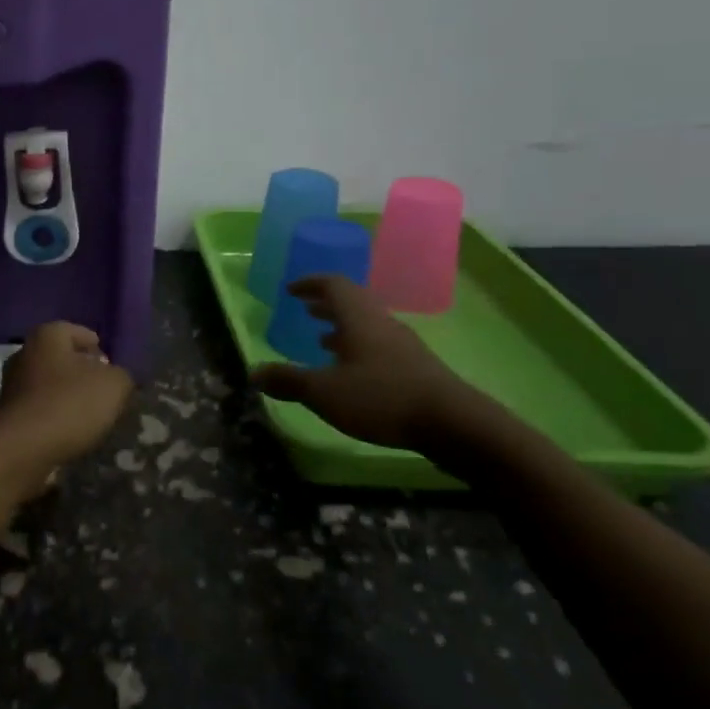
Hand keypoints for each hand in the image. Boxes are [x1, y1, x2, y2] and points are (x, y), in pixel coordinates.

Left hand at [0, 322, 133, 497]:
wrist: (22, 448)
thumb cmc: (69, 404)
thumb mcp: (113, 385)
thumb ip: (120, 375)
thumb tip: (114, 377)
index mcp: (46, 336)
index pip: (76, 331)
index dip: (96, 346)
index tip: (110, 365)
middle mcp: (24, 353)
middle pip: (60, 357)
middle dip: (82, 371)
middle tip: (104, 389)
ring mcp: (11, 384)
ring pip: (48, 383)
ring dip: (67, 395)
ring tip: (91, 414)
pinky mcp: (7, 413)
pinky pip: (39, 407)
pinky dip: (54, 414)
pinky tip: (69, 429)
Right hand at [249, 275, 471, 451]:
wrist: (455, 425)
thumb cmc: (382, 398)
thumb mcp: (324, 392)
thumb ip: (288, 380)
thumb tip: (254, 372)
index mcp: (359, 318)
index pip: (333, 285)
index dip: (310, 283)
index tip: (291, 290)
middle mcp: (382, 324)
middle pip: (353, 302)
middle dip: (326, 305)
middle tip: (305, 309)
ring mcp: (404, 346)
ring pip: (368, 326)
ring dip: (343, 328)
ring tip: (322, 341)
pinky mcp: (417, 370)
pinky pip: (380, 346)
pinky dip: (359, 349)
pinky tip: (353, 373)